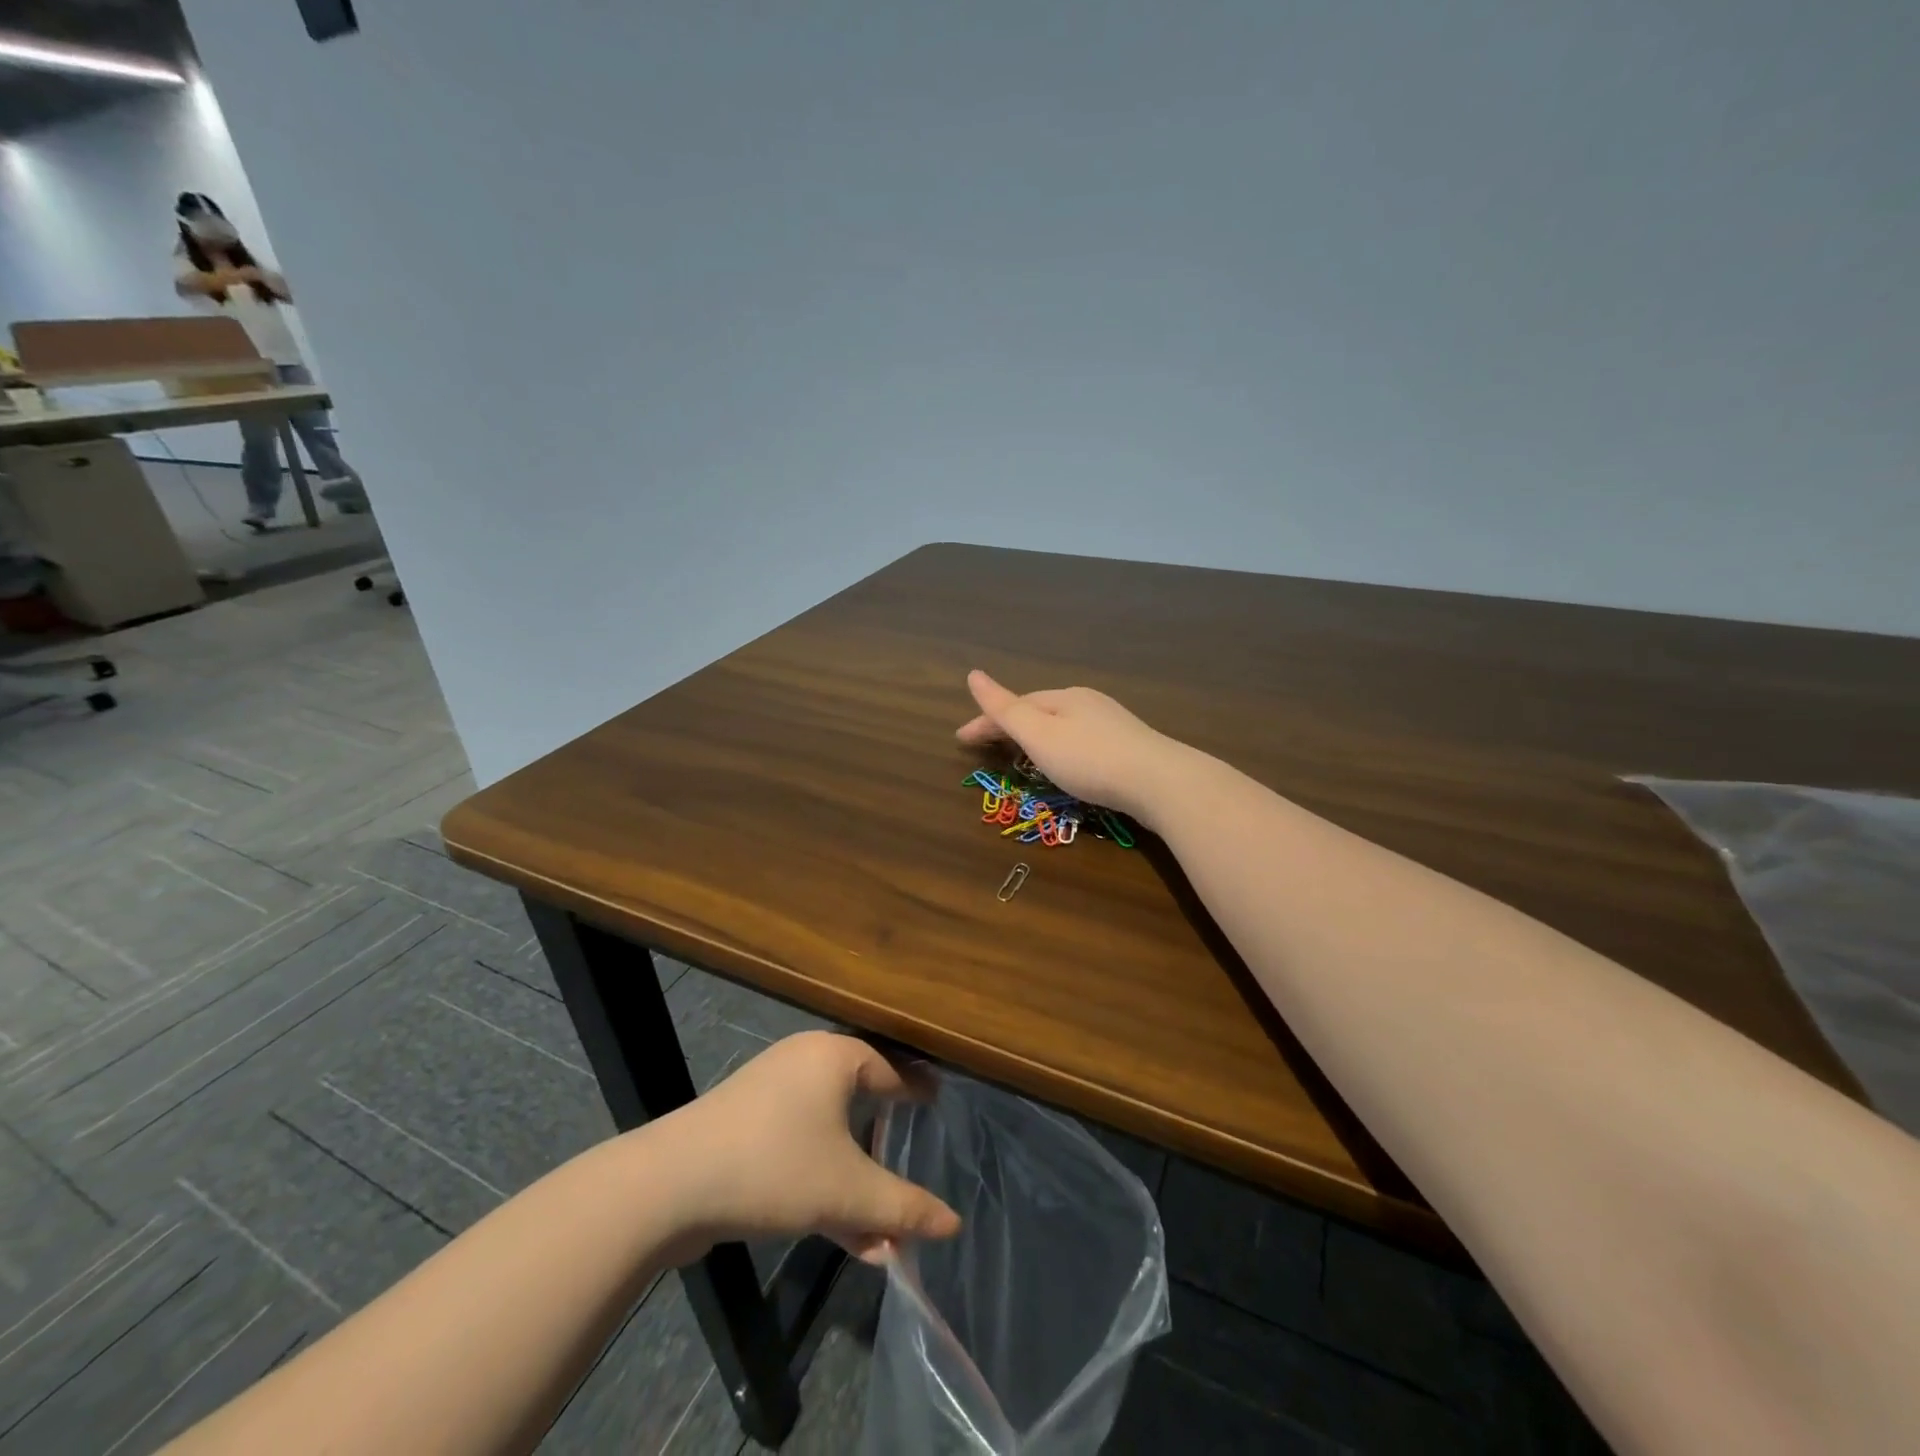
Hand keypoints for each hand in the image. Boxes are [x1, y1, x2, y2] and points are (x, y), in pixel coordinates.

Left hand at [659, 1032, 959, 1262]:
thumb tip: (954, 1224)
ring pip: (831, 1135)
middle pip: (861, 1104)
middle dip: (887, 1152)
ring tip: (881, 1233)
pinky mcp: (745, 1125)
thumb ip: (904, 1208)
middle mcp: (804, 1062)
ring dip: (855, 1183)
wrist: (669, 1185)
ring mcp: (770, 1093)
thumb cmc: (774, 1167)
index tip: (940, 1105)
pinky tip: (841, 1233)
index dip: (918, 1092)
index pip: (893, 1069)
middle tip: (913, 1168)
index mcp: (835, 1056)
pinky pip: (800, 1146)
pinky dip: (823, 1181)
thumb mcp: (848, 1192)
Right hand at [955, 670, 1185, 824]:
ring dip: (1034, 737)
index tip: (959, 741)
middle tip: (982, 746)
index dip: (985, 722)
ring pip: (1061, 726)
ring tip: (1018, 755)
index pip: (1014, 705)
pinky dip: (1059, 749)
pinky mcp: (1128, 747)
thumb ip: (1005, 709)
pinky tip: (1064, 763)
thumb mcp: (1039, 734)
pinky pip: (1080, 741)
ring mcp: (1111, 724)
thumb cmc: (1090, 758)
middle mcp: (1087, 702)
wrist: (1160, 782)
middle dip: (1008, 727)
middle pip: (1038, 711)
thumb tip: (973, 674)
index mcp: (1063, 696)